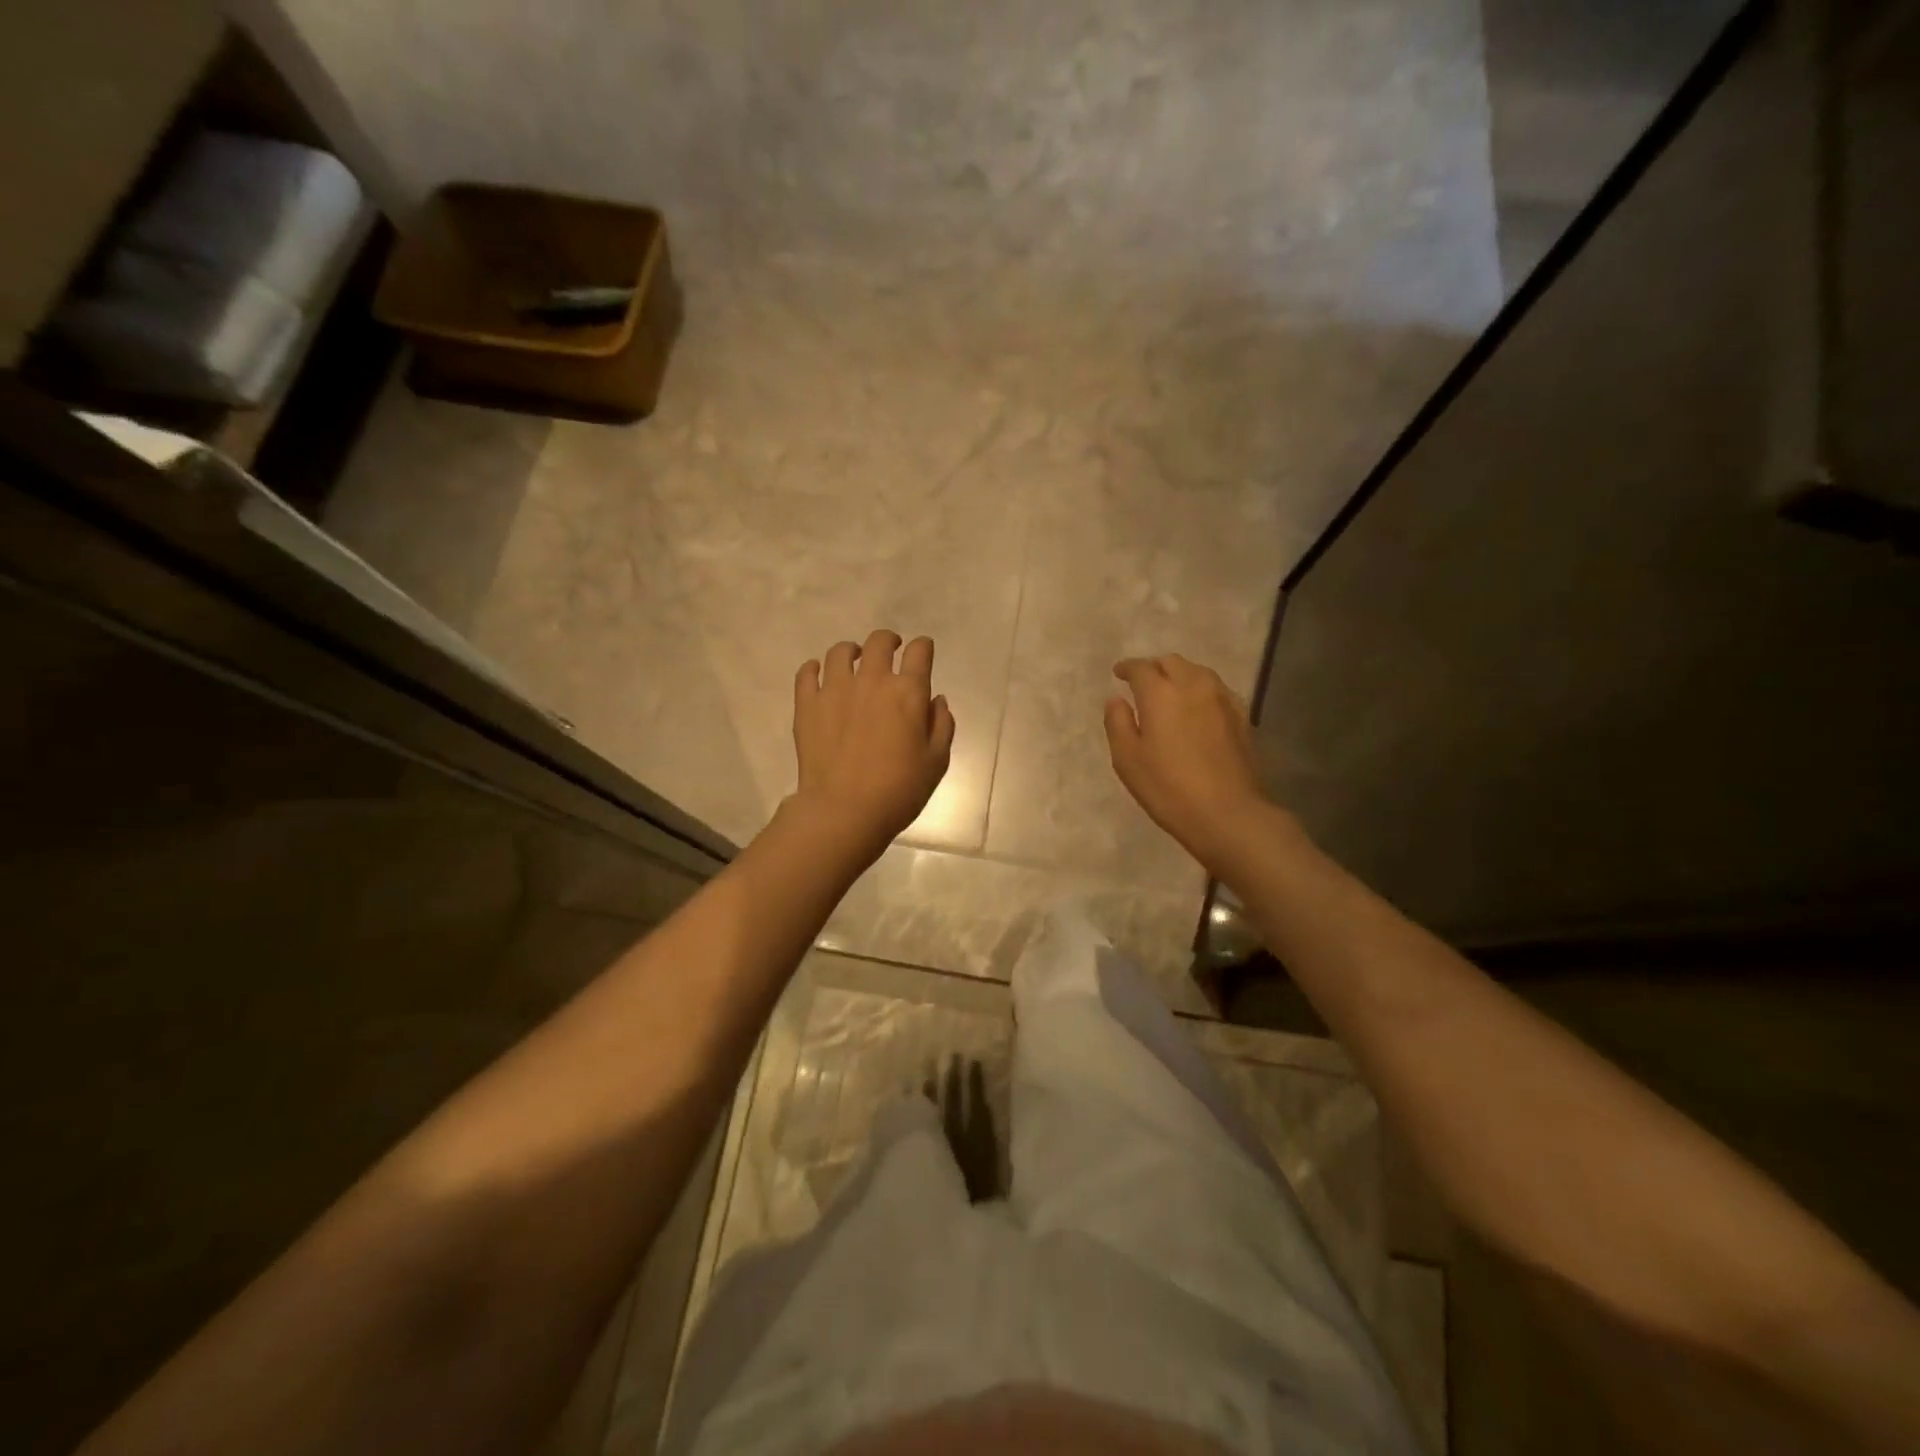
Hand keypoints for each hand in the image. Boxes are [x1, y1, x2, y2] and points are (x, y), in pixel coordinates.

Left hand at [790, 630, 955, 860]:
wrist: (844, 810)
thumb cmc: (899, 790)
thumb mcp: (936, 762)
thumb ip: (942, 725)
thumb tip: (936, 700)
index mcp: (908, 692)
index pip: (919, 651)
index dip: (923, 648)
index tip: (922, 653)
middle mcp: (872, 681)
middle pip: (879, 642)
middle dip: (889, 641)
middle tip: (890, 652)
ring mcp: (835, 689)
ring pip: (841, 652)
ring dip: (851, 652)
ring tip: (853, 661)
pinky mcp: (807, 704)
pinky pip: (807, 672)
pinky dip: (814, 669)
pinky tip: (819, 675)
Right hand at [1105, 654, 1272, 872]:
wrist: (1229, 813)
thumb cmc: (1168, 788)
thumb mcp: (1127, 759)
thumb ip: (1118, 722)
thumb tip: (1116, 699)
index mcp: (1161, 693)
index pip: (1141, 668)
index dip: (1127, 667)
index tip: (1118, 672)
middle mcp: (1193, 686)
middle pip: (1172, 662)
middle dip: (1154, 667)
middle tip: (1142, 682)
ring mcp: (1222, 699)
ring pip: (1198, 672)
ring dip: (1180, 675)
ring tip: (1170, 692)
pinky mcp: (1242, 716)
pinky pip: (1216, 690)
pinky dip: (1200, 690)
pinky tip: (1196, 708)